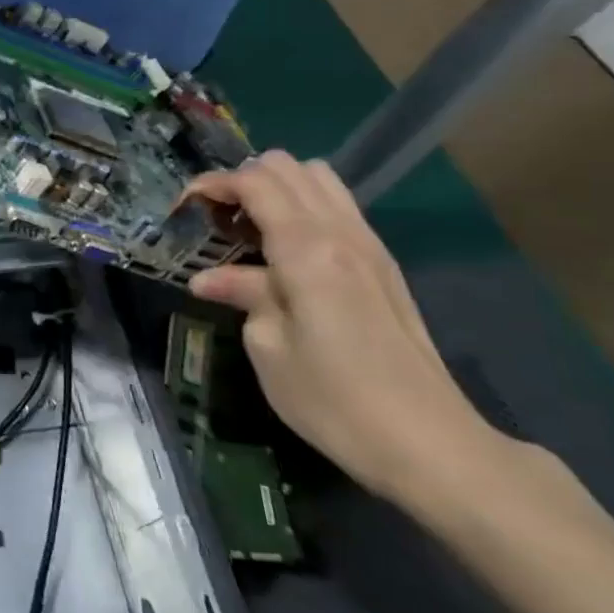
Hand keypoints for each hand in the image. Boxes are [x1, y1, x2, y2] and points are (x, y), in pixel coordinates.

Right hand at [183, 151, 498, 503]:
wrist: (430, 444)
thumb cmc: (333, 399)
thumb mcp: (268, 347)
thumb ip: (243, 295)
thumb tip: (209, 279)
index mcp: (306, 249)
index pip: (255, 182)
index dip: (213, 183)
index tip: (183, 207)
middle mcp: (341, 234)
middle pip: (289, 167)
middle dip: (243, 180)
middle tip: (215, 218)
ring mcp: (370, 247)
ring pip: (320, 180)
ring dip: (278, 189)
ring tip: (248, 228)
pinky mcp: (384, 267)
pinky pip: (339, 208)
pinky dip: (304, 208)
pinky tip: (284, 251)